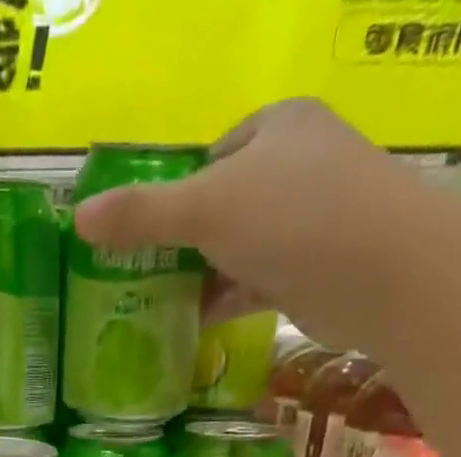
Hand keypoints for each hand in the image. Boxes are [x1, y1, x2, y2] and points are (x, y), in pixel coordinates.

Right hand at [72, 99, 424, 344]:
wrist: (381, 273)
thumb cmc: (292, 217)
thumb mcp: (205, 208)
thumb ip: (142, 215)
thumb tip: (79, 219)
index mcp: (276, 127)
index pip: (211, 155)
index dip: (173, 192)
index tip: (142, 235)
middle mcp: (297, 166)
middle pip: (223, 205)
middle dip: (184, 242)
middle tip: (141, 277)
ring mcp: (310, 221)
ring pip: (239, 248)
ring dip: (202, 277)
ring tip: (156, 306)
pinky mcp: (314, 271)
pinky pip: (257, 283)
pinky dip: (227, 302)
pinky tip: (193, 325)